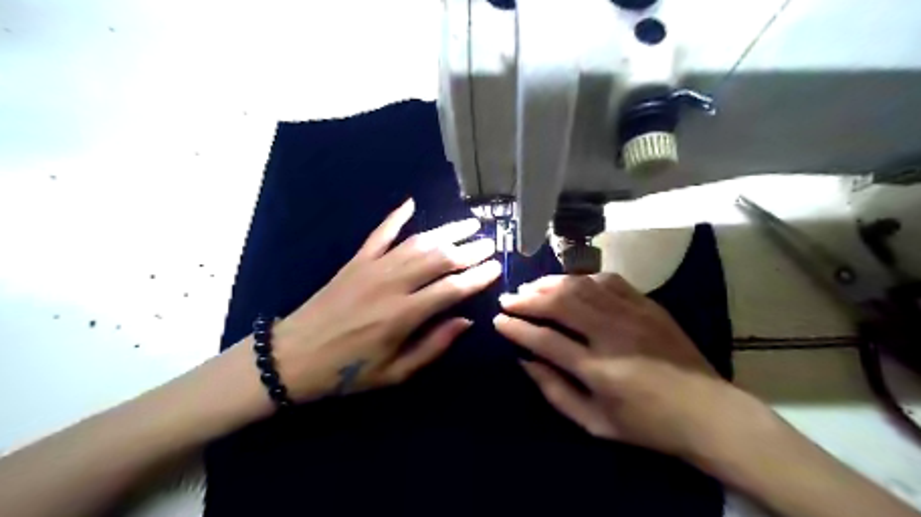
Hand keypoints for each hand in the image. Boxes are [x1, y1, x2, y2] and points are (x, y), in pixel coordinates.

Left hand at [271, 201, 501, 400]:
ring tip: (469, 222)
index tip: (497, 267)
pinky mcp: (355, 261)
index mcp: (403, 315)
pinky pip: (380, 233)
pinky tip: (411, 203)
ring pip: (417, 242)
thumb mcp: (395, 373)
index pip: (451, 288)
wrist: (292, 357)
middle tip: (490, 242)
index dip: (477, 277)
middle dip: (469, 249)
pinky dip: (396, 217)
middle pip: (439, 258)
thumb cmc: (347, 372)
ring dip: (446, 230)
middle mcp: (391, 284)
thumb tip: (465, 320)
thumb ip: (433, 346)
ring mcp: (372, 268)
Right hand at [492, 276, 758, 462]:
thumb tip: (524, 361)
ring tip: (531, 288)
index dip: (516, 327)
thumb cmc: (647, 424)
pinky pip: (607, 280)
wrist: (708, 412)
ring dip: (550, 284)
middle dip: (527, 298)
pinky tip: (570, 283)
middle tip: (509, 299)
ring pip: (581, 286)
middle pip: (560, 303)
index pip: (545, 339)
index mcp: (598, 370)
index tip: (498, 320)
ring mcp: (632, 314)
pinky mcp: (647, 304)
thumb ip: (555, 392)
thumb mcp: (594, 423)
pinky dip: (582, 278)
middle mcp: (612, 335)